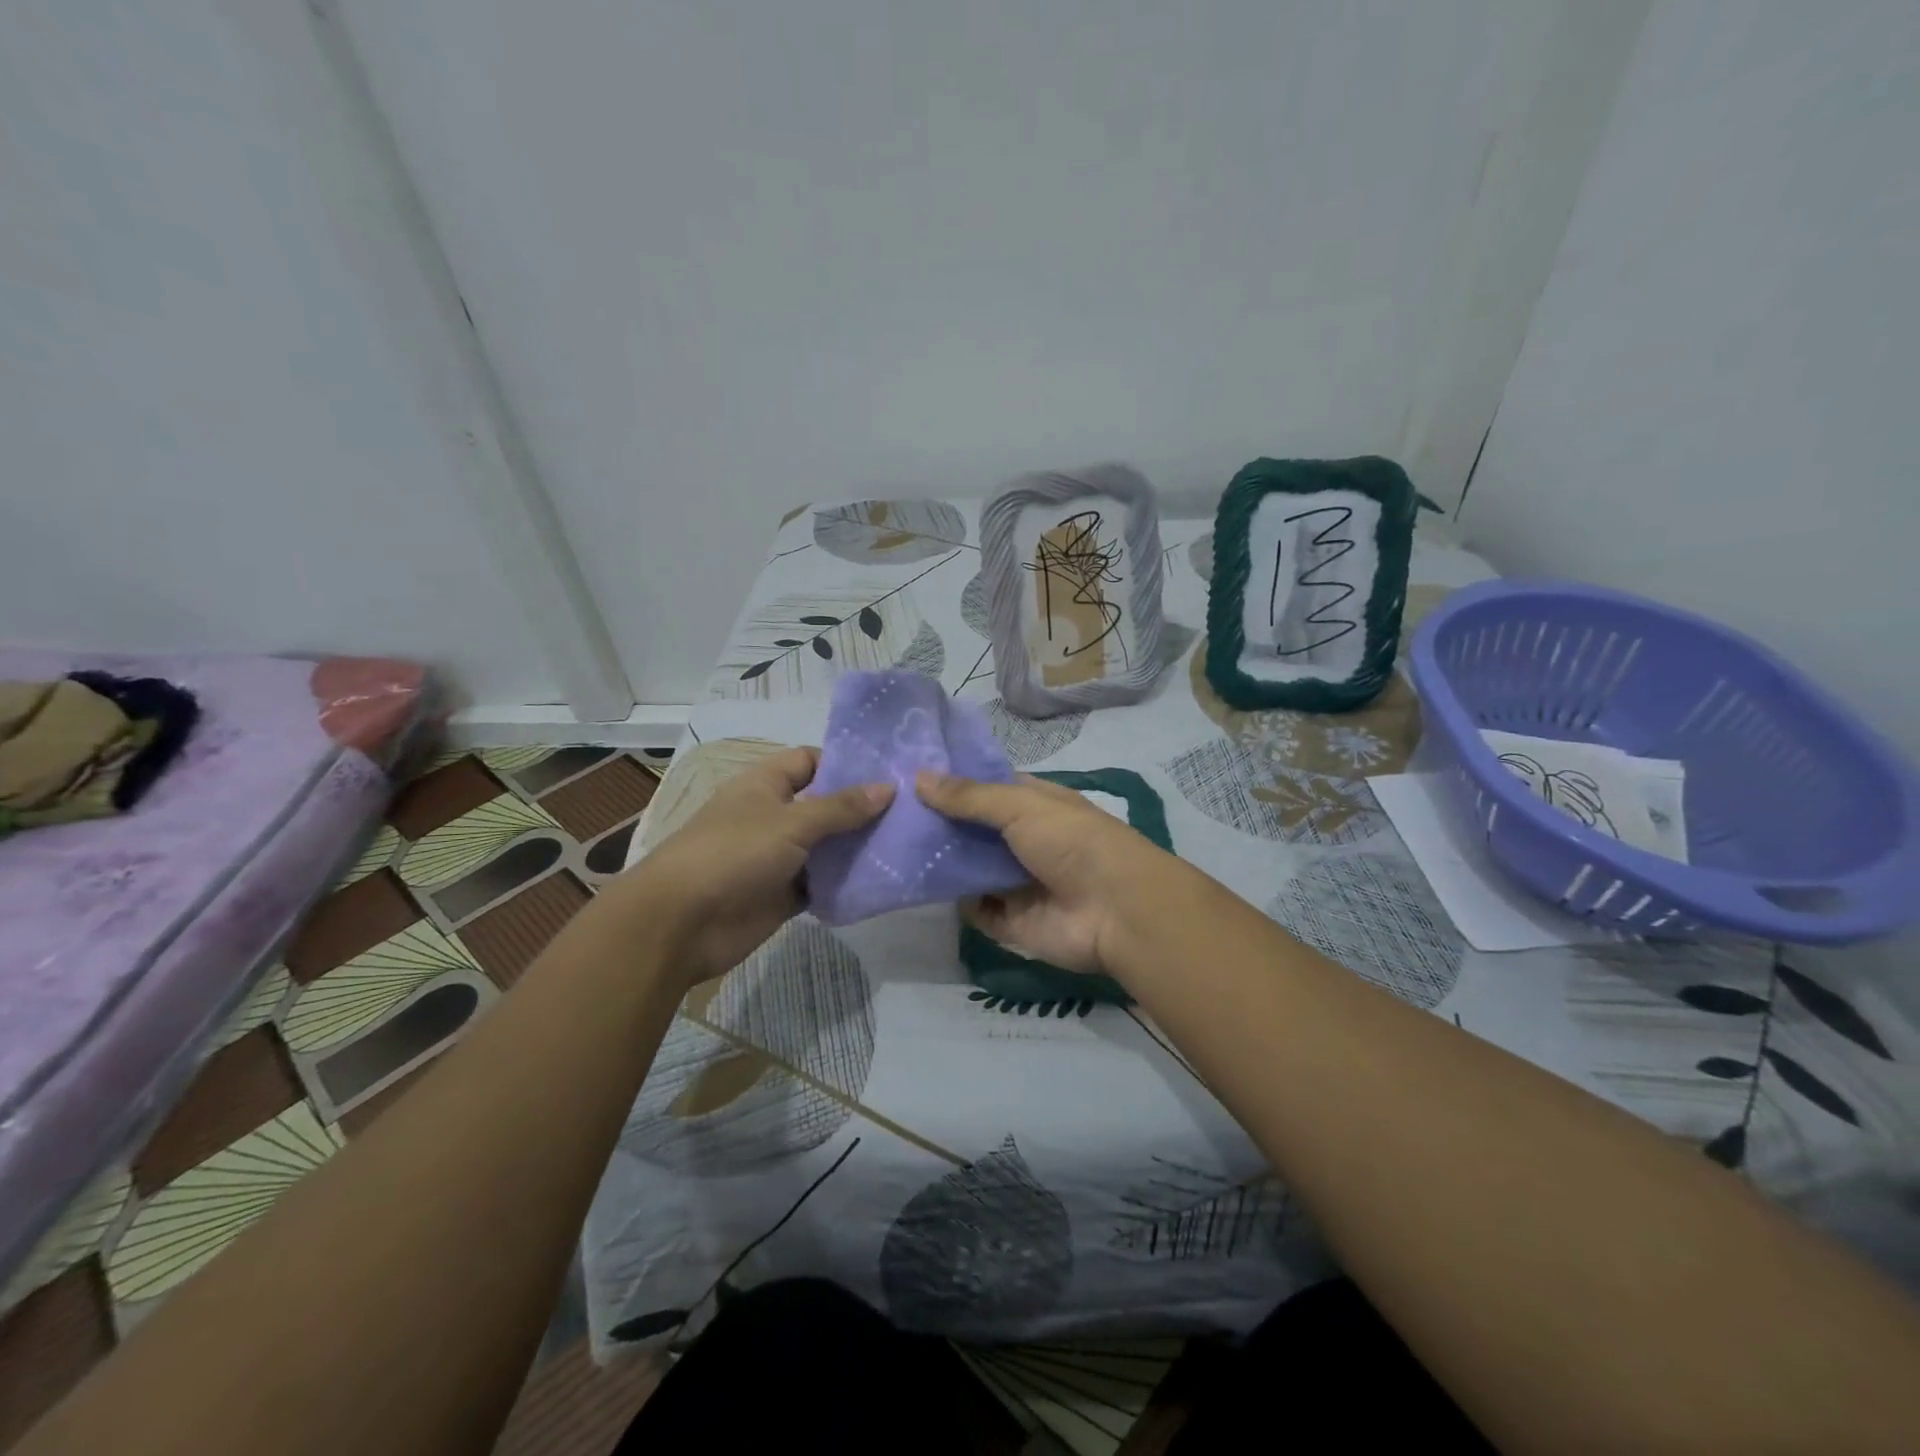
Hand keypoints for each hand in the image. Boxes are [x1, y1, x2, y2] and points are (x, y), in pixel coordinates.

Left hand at [628, 747, 892, 983]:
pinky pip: (821, 884)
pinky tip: (882, 881)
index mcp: (765, 785)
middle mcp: (773, 816)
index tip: (890, 772)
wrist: (681, 924)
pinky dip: (845, 883)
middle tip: (913, 809)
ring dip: (858, 848)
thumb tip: (888, 787)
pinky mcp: (783, 894)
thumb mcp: (791, 822)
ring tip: (908, 843)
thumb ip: (841, 807)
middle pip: (824, 805)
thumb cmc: (733, 854)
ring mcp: (778, 857)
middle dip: (862, 808)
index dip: (846, 763)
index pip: (811, 761)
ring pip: (826, 847)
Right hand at [915, 770, 1174, 976]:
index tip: (909, 774)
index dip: (953, 781)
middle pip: (972, 829)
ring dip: (940, 860)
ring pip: (968, 867)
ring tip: (889, 845)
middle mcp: (1023, 840)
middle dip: (938, 822)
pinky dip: (953, 899)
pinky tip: (916, 885)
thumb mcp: (1021, 806)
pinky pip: (974, 908)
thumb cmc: (1072, 842)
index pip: (986, 788)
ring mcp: (1016, 881)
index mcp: (1034, 804)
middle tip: (887, 811)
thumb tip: (919, 777)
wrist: (1117, 911)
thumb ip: (969, 796)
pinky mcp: (1011, 921)